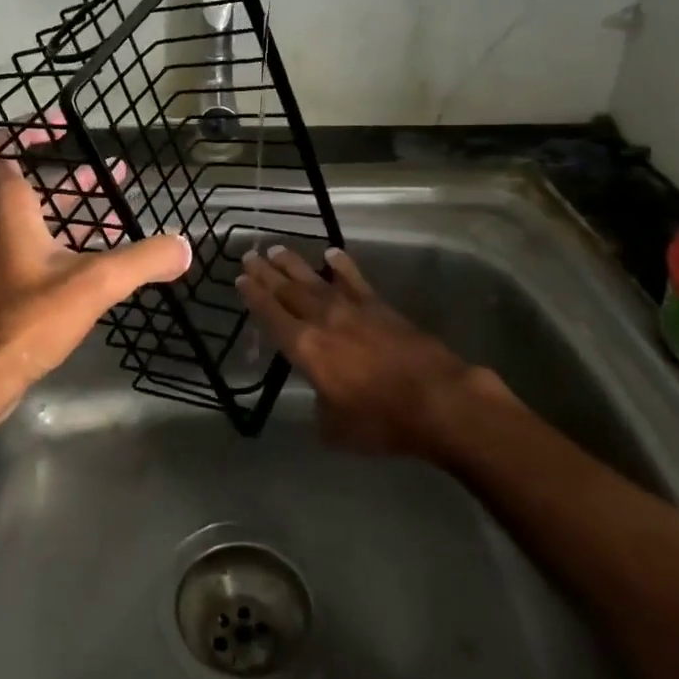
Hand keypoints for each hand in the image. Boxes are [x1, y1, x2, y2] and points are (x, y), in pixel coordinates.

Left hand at [0, 127, 190, 415]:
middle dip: (74, 176)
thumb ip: (143, 260)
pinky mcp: (12, 288)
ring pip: (41, 220)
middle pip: (32, 185)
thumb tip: (184, 246)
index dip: (28, 130)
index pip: (1, 151)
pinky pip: (44, 250)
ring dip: (78, 211)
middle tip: (113, 172)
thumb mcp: (94, 283)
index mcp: (11, 212)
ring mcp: (5, 260)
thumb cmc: (29, 319)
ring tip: (121, 209)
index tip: (64, 125)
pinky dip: (74, 244)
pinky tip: (107, 259)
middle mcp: (2, 228)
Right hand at [237, 245, 518, 457]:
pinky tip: (331, 253)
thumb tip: (322, 397)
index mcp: (306, 349)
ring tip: (276, 249)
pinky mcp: (380, 306)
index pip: (272, 317)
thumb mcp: (336, 429)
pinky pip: (354, 280)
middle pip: (288, 291)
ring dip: (294, 264)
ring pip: (315, 280)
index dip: (254, 297)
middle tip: (249, 255)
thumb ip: (321, 407)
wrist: (438, 400)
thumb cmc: (381, 421)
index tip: (240, 279)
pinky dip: (342, 266)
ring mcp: (353, 309)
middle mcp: (323, 321)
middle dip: (266, 273)